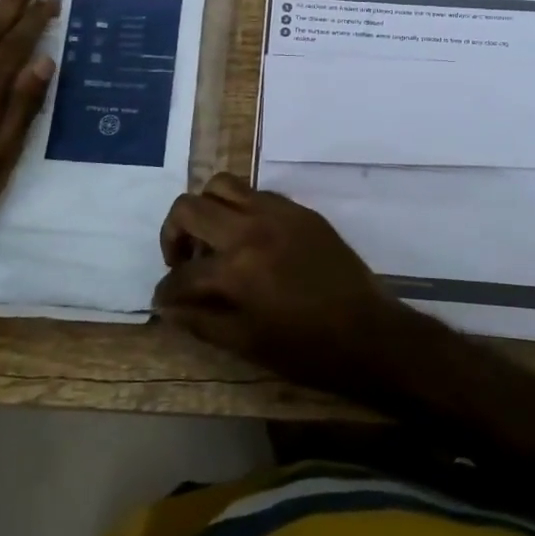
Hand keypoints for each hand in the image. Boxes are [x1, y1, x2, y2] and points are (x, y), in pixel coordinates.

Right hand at [152, 174, 401, 392]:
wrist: (370, 333)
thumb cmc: (308, 350)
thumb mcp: (247, 345)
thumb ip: (201, 321)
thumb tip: (167, 308)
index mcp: (237, 268)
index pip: (182, 273)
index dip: (166, 291)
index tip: (164, 300)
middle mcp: (252, 228)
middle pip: (190, 207)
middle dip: (173, 234)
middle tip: (182, 261)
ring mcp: (278, 212)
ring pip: (222, 185)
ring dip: (206, 210)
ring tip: (213, 240)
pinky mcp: (299, 210)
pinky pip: (256, 193)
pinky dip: (239, 208)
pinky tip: (247, 238)